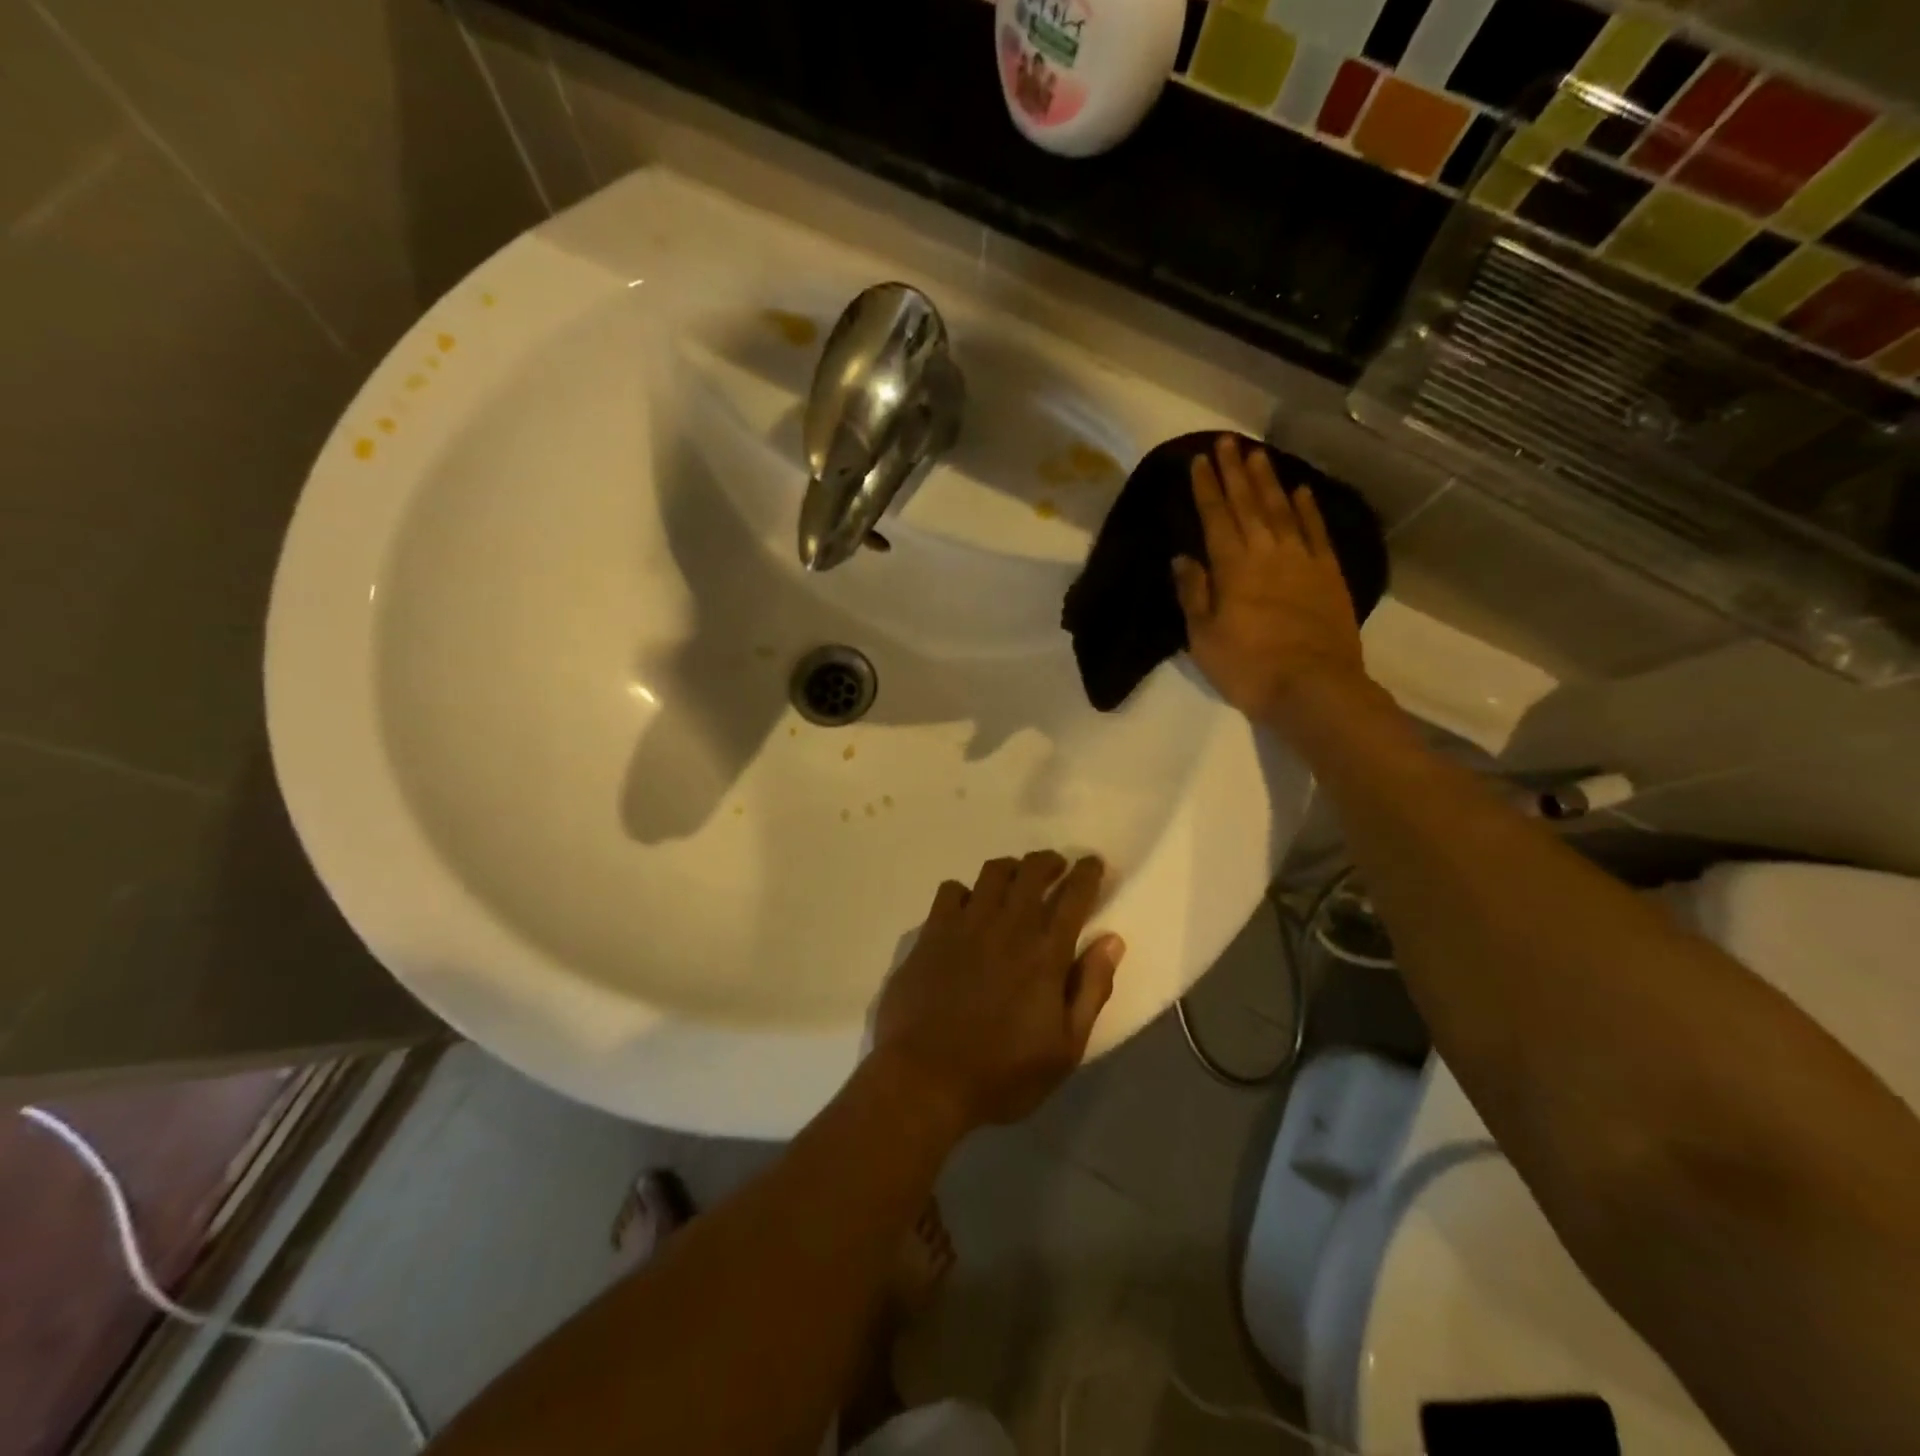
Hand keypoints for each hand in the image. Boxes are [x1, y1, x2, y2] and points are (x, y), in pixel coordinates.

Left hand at [873, 853, 1125, 1133]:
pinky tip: (969, 907)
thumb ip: (1091, 989)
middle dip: (1050, 861)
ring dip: (1012, 869)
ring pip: (993, 872)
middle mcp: (1008, 926)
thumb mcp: (1065, 1048)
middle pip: (1032, 871)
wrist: (925, 1078)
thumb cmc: (1002, 1072)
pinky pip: (952, 890)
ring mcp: (966, 924)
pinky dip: (966, 891)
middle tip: (1058, 867)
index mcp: (1045, 953)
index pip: (1074, 895)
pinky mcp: (932, 932)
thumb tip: (1112, 941)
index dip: (1087, 873)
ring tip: (1017, 880)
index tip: (1093, 863)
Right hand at [1173, 436, 1369, 727]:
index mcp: (1233, 568)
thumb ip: (1194, 594)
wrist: (1314, 687)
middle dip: (1234, 472)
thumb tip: (1182, 558)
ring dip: (1268, 481)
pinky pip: (1317, 532)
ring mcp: (1302, 560)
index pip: (1215, 517)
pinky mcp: (1328, 574)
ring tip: (1258, 454)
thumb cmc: (1249, 668)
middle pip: (1248, 504)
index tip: (1197, 461)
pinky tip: (1301, 491)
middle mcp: (1267, 553)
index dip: (1205, 488)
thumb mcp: (1204, 638)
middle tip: (1225, 442)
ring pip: (1282, 510)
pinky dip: (1308, 509)